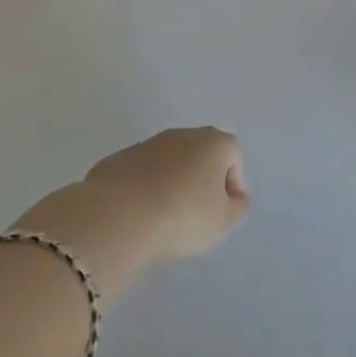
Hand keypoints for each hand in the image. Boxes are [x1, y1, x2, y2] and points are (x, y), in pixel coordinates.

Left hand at [17, 128, 249, 294]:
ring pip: (167, 162)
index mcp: (214, 143)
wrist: (119, 216)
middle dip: (200, 180)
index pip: (233, 156)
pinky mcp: (117, 159)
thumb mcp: (224, 221)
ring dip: (170, 183)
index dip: (232, 184)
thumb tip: (234, 197)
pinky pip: (139, 174)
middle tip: (195, 213)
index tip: (222, 211)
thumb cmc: (183, 216)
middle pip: (200, 154)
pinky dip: (142, 189)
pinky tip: (137, 215)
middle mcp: (183, 134)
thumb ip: (238, 206)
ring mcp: (147, 144)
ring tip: (163, 217)